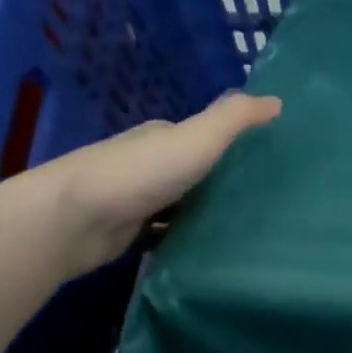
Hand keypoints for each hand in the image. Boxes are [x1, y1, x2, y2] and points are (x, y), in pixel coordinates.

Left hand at [17, 93, 280, 278]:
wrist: (74, 219)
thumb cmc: (140, 172)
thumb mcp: (197, 138)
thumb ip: (235, 118)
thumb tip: (277, 100)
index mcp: (163, 136)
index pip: (204, 135)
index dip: (233, 144)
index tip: (268, 161)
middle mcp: (148, 163)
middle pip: (193, 170)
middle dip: (222, 181)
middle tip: (266, 201)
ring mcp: (135, 199)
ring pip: (179, 204)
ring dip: (203, 212)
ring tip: (247, 229)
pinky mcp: (126, 232)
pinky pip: (164, 233)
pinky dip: (183, 238)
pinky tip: (208, 252)